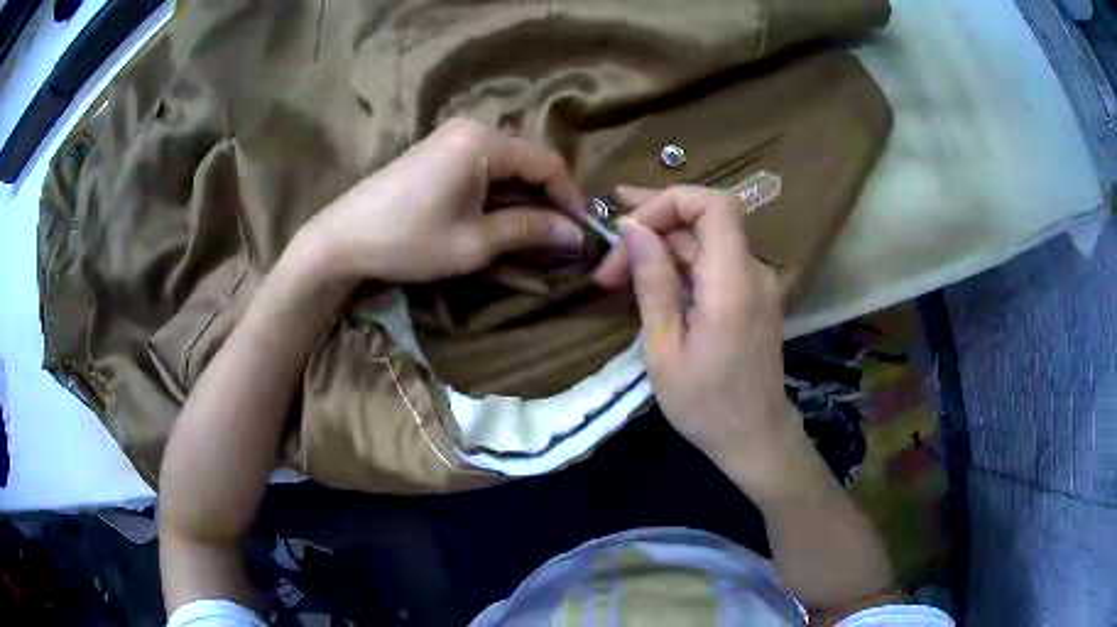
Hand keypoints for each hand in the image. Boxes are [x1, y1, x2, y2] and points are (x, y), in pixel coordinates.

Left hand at [299, 118, 584, 282]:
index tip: (580, 233)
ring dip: (524, 197)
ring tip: (533, 233)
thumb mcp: (475, 242)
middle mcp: (473, 128)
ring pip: (508, 164)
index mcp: (484, 141)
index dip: (569, 198)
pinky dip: (500, 191)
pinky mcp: (439, 150)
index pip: (547, 163)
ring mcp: (452, 136)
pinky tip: (500, 217)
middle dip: (548, 198)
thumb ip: (530, 231)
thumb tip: (576, 235)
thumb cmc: (408, 240)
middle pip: (529, 160)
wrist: (342, 239)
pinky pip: (485, 165)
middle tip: (558, 237)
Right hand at [596, 185, 808, 496]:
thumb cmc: (705, 405)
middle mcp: (754, 272)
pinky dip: (682, 262)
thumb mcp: (664, 350)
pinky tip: (651, 279)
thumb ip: (652, 282)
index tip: (628, 226)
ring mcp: (759, 282)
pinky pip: (717, 261)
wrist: (755, 437)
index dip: (669, 201)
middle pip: (706, 219)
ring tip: (617, 270)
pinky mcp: (755, 294)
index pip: (713, 205)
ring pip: (708, 239)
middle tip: (608, 255)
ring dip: (663, 247)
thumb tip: (631, 227)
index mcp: (733, 285)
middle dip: (653, 227)